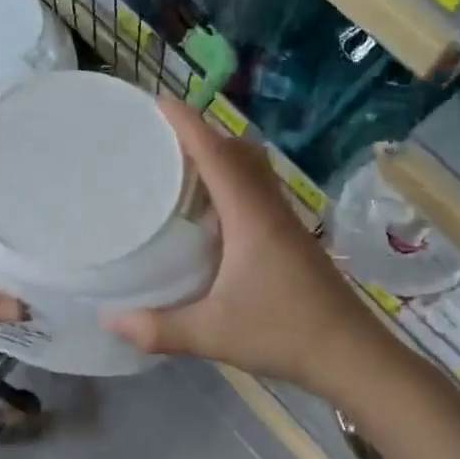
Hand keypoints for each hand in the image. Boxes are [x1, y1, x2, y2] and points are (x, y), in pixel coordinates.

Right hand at [106, 99, 377, 387]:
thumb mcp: (212, 333)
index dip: (188, 124)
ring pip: (253, 171)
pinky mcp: (292, 241)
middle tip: (161, 139)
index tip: (159, 102)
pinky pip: (258, 193)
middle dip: (202, 135)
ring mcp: (286, 224)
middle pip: (239, 152)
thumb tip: (108, 321)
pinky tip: (211, 217)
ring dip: (221, 158)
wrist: (352, 356)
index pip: (217, 155)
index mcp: (250, 217)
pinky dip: (232, 185)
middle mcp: (269, 210)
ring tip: (181, 169)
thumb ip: (157, 328)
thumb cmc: (283, 333)